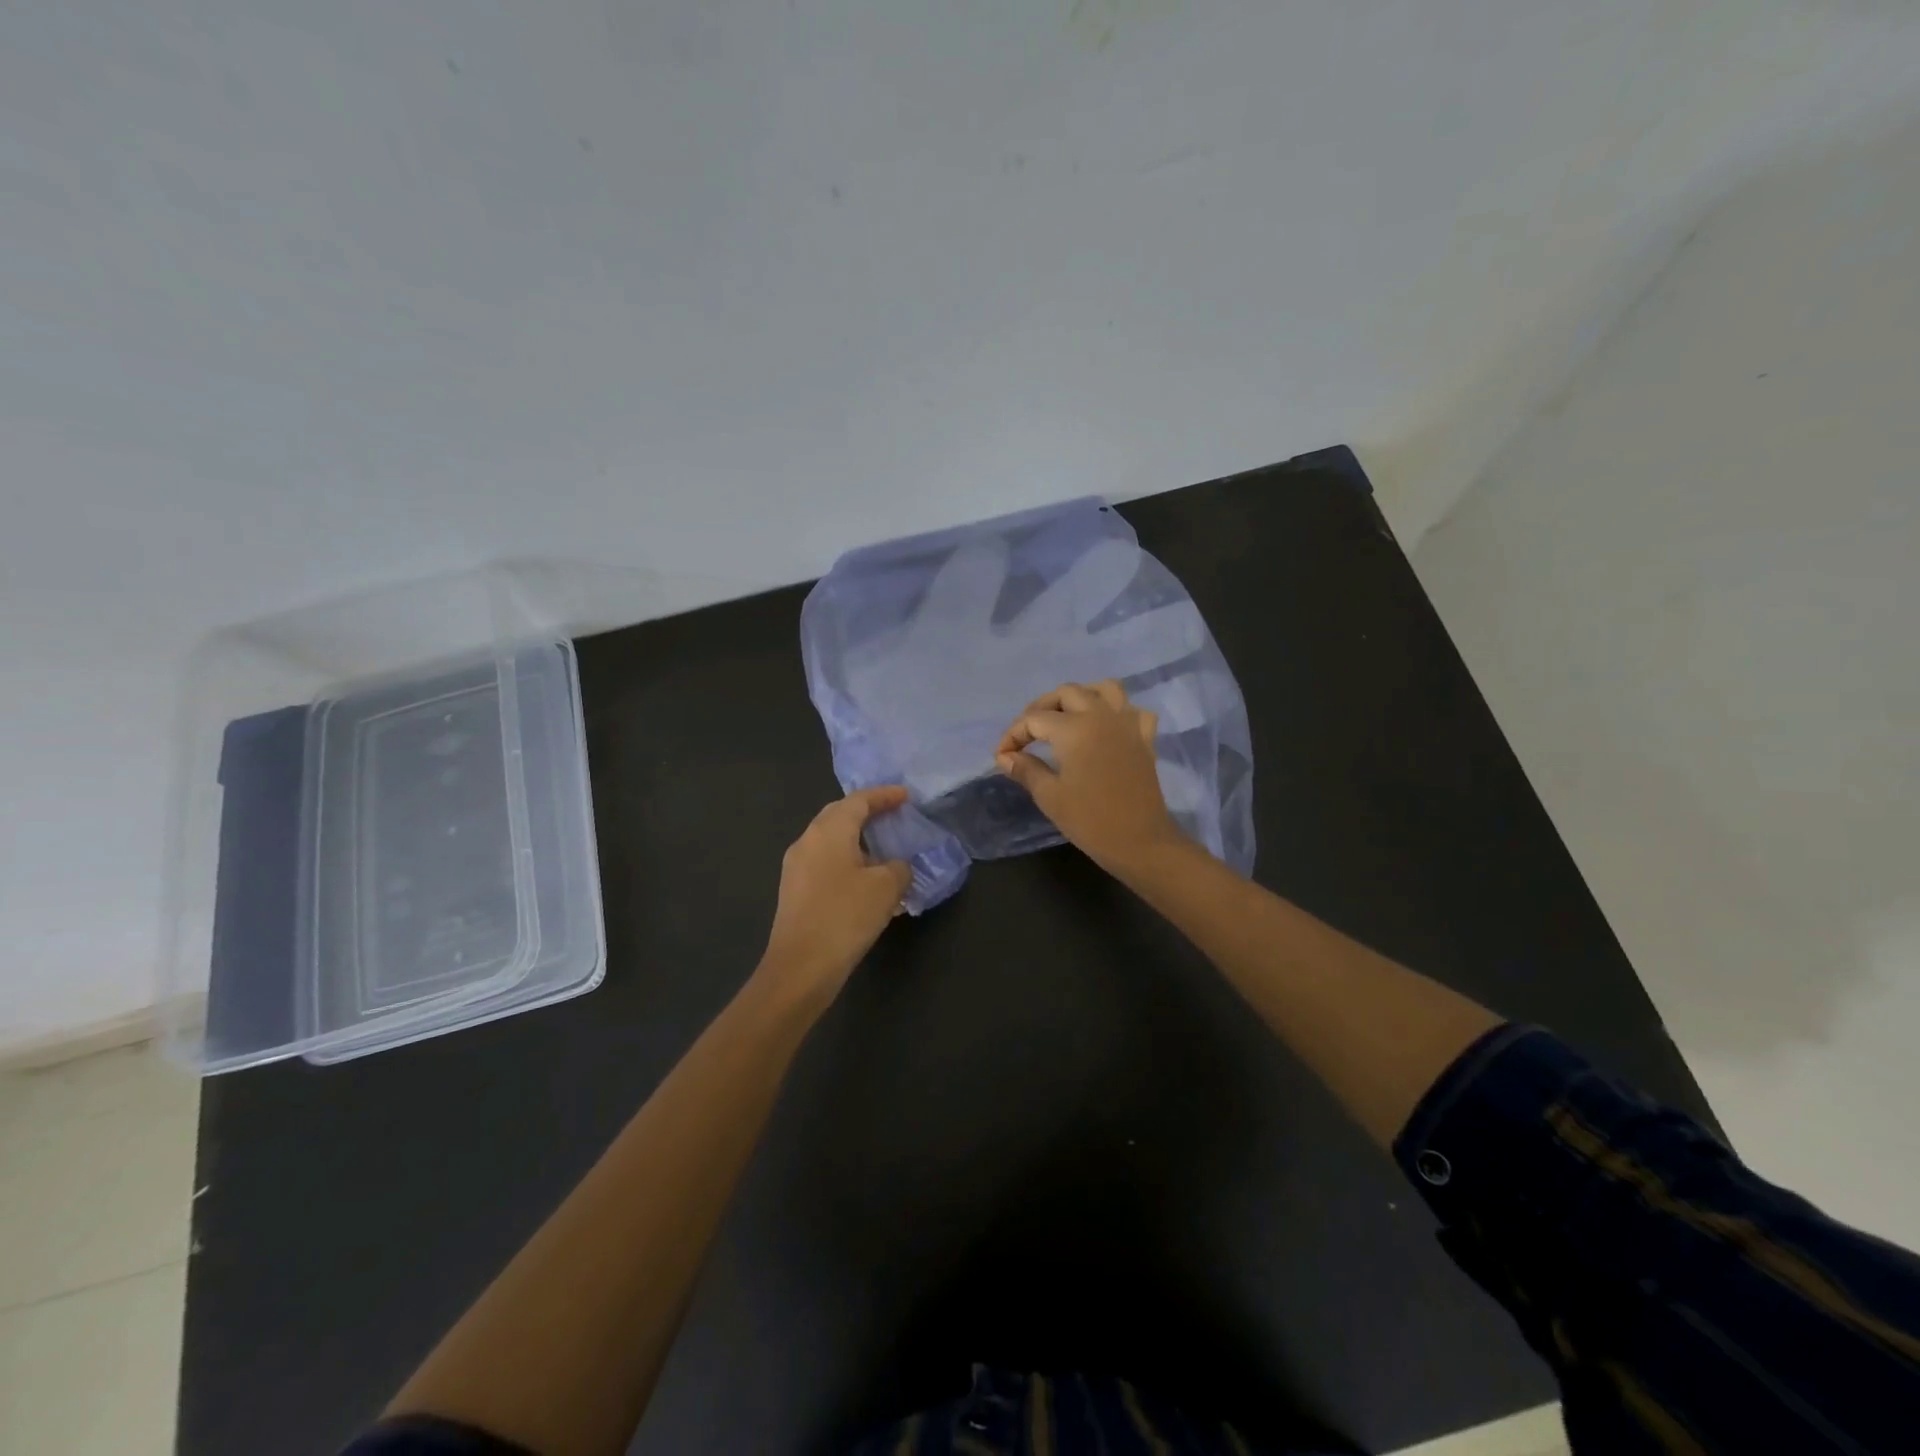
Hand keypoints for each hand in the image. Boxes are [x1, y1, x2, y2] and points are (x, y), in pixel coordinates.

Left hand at [756, 787, 912, 1007]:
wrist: (800, 968)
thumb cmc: (844, 917)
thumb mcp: (886, 888)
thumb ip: (898, 868)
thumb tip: (895, 867)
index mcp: (828, 831)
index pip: (858, 800)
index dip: (884, 795)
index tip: (906, 796)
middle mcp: (807, 841)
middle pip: (838, 815)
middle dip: (866, 812)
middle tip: (893, 815)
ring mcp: (796, 867)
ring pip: (830, 840)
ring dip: (857, 840)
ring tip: (884, 849)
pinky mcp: (795, 892)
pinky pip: (825, 863)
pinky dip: (848, 861)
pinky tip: (866, 881)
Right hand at [995, 680, 1186, 873]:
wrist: (1140, 842)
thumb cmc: (1090, 821)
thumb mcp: (1049, 796)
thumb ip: (1025, 769)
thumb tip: (1005, 756)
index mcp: (1074, 729)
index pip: (1034, 719)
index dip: (1013, 735)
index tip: (1002, 755)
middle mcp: (1101, 715)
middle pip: (1066, 693)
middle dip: (1041, 708)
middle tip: (1028, 733)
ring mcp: (1127, 723)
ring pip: (1103, 689)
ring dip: (1081, 696)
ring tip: (1066, 717)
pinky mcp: (1145, 738)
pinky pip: (1131, 710)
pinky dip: (1117, 711)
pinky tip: (1106, 727)